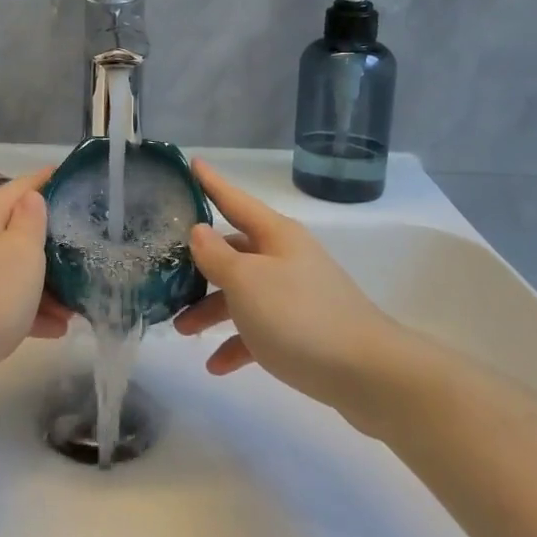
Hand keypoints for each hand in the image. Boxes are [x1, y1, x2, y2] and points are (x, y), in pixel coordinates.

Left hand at [0, 171, 68, 389]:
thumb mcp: (22, 254)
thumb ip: (31, 222)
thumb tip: (31, 198)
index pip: (22, 186)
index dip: (49, 181)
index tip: (74, 181)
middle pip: (13, 230)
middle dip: (49, 247)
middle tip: (83, 262)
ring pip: (4, 268)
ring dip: (39, 285)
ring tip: (70, 311)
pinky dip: (18, 307)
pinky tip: (46, 330)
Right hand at [173, 160, 405, 420]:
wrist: (369, 374)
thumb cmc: (300, 317)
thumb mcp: (246, 282)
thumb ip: (217, 256)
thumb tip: (199, 230)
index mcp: (275, 236)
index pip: (233, 200)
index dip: (210, 182)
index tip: (191, 162)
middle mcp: (286, 258)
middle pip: (234, 251)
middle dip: (199, 266)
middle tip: (166, 276)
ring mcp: (297, 294)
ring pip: (242, 293)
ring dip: (211, 310)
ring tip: (182, 330)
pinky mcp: (304, 331)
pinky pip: (260, 329)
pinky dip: (237, 343)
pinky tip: (217, 365)